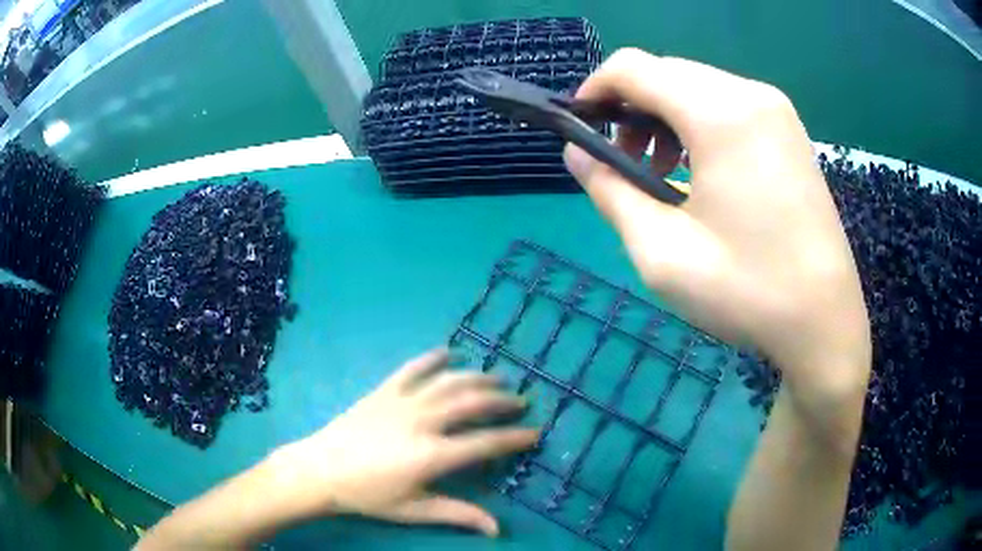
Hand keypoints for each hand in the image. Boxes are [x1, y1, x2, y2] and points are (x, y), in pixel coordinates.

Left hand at [269, 348, 537, 535]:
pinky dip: (433, 358)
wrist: (322, 470)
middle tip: (521, 401)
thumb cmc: (368, 495)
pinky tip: (449, 353)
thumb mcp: (414, 509)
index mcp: (432, 455)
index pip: (485, 443)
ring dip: (477, 378)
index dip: (514, 437)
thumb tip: (496, 529)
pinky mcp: (384, 391)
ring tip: (498, 379)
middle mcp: (422, 422)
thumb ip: (457, 515)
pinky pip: (413, 368)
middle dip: (502, 401)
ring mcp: (402, 401)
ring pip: (449, 382)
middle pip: (472, 404)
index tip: (535, 432)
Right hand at [564, 49, 870, 405]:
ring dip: (663, 115)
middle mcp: (750, 94)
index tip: (580, 128)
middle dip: (630, 105)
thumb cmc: (747, 291)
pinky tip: (699, 168)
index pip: (634, 67)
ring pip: (696, 85)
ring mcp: (776, 109)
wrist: (824, 320)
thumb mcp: (661, 252)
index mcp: (720, 114)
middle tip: (621, 161)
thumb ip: (609, 191)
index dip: (595, 89)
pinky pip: (727, 103)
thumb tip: (577, 152)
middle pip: (666, 71)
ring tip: (659, 169)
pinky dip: (697, 122)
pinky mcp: (788, 129)